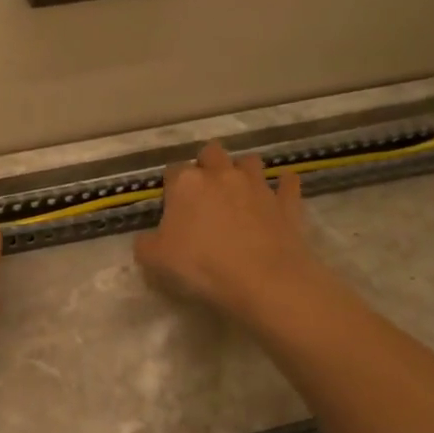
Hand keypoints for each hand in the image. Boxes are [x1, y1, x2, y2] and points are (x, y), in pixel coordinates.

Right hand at [135, 141, 334, 325]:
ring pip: (250, 161)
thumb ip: (145, 244)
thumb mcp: (154, 260)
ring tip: (239, 190)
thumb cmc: (201, 266)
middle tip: (204, 190)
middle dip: (207, 164)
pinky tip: (280, 194)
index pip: (172, 170)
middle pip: (212, 152)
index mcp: (186, 183)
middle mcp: (221, 175)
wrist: (263, 280)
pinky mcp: (287, 202)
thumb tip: (147, 239)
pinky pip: (288, 183)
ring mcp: (258, 185)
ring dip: (244, 170)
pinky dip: (284, 185)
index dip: (170, 185)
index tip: (171, 204)